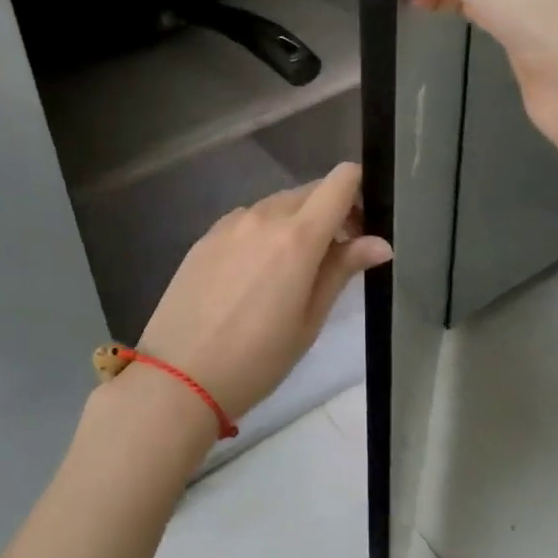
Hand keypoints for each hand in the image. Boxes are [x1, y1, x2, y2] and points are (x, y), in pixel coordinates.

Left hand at [137, 164, 390, 423]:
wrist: (178, 376)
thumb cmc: (256, 358)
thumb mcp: (309, 320)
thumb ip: (342, 270)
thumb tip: (380, 243)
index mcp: (297, 235)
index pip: (340, 180)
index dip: (359, 192)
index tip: (362, 227)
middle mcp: (263, 216)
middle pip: (310, 192)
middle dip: (331, 213)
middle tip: (334, 258)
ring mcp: (230, 223)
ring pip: (277, 205)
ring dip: (295, 224)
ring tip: (291, 273)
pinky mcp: (206, 236)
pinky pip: (247, 220)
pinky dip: (263, 233)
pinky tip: (253, 276)